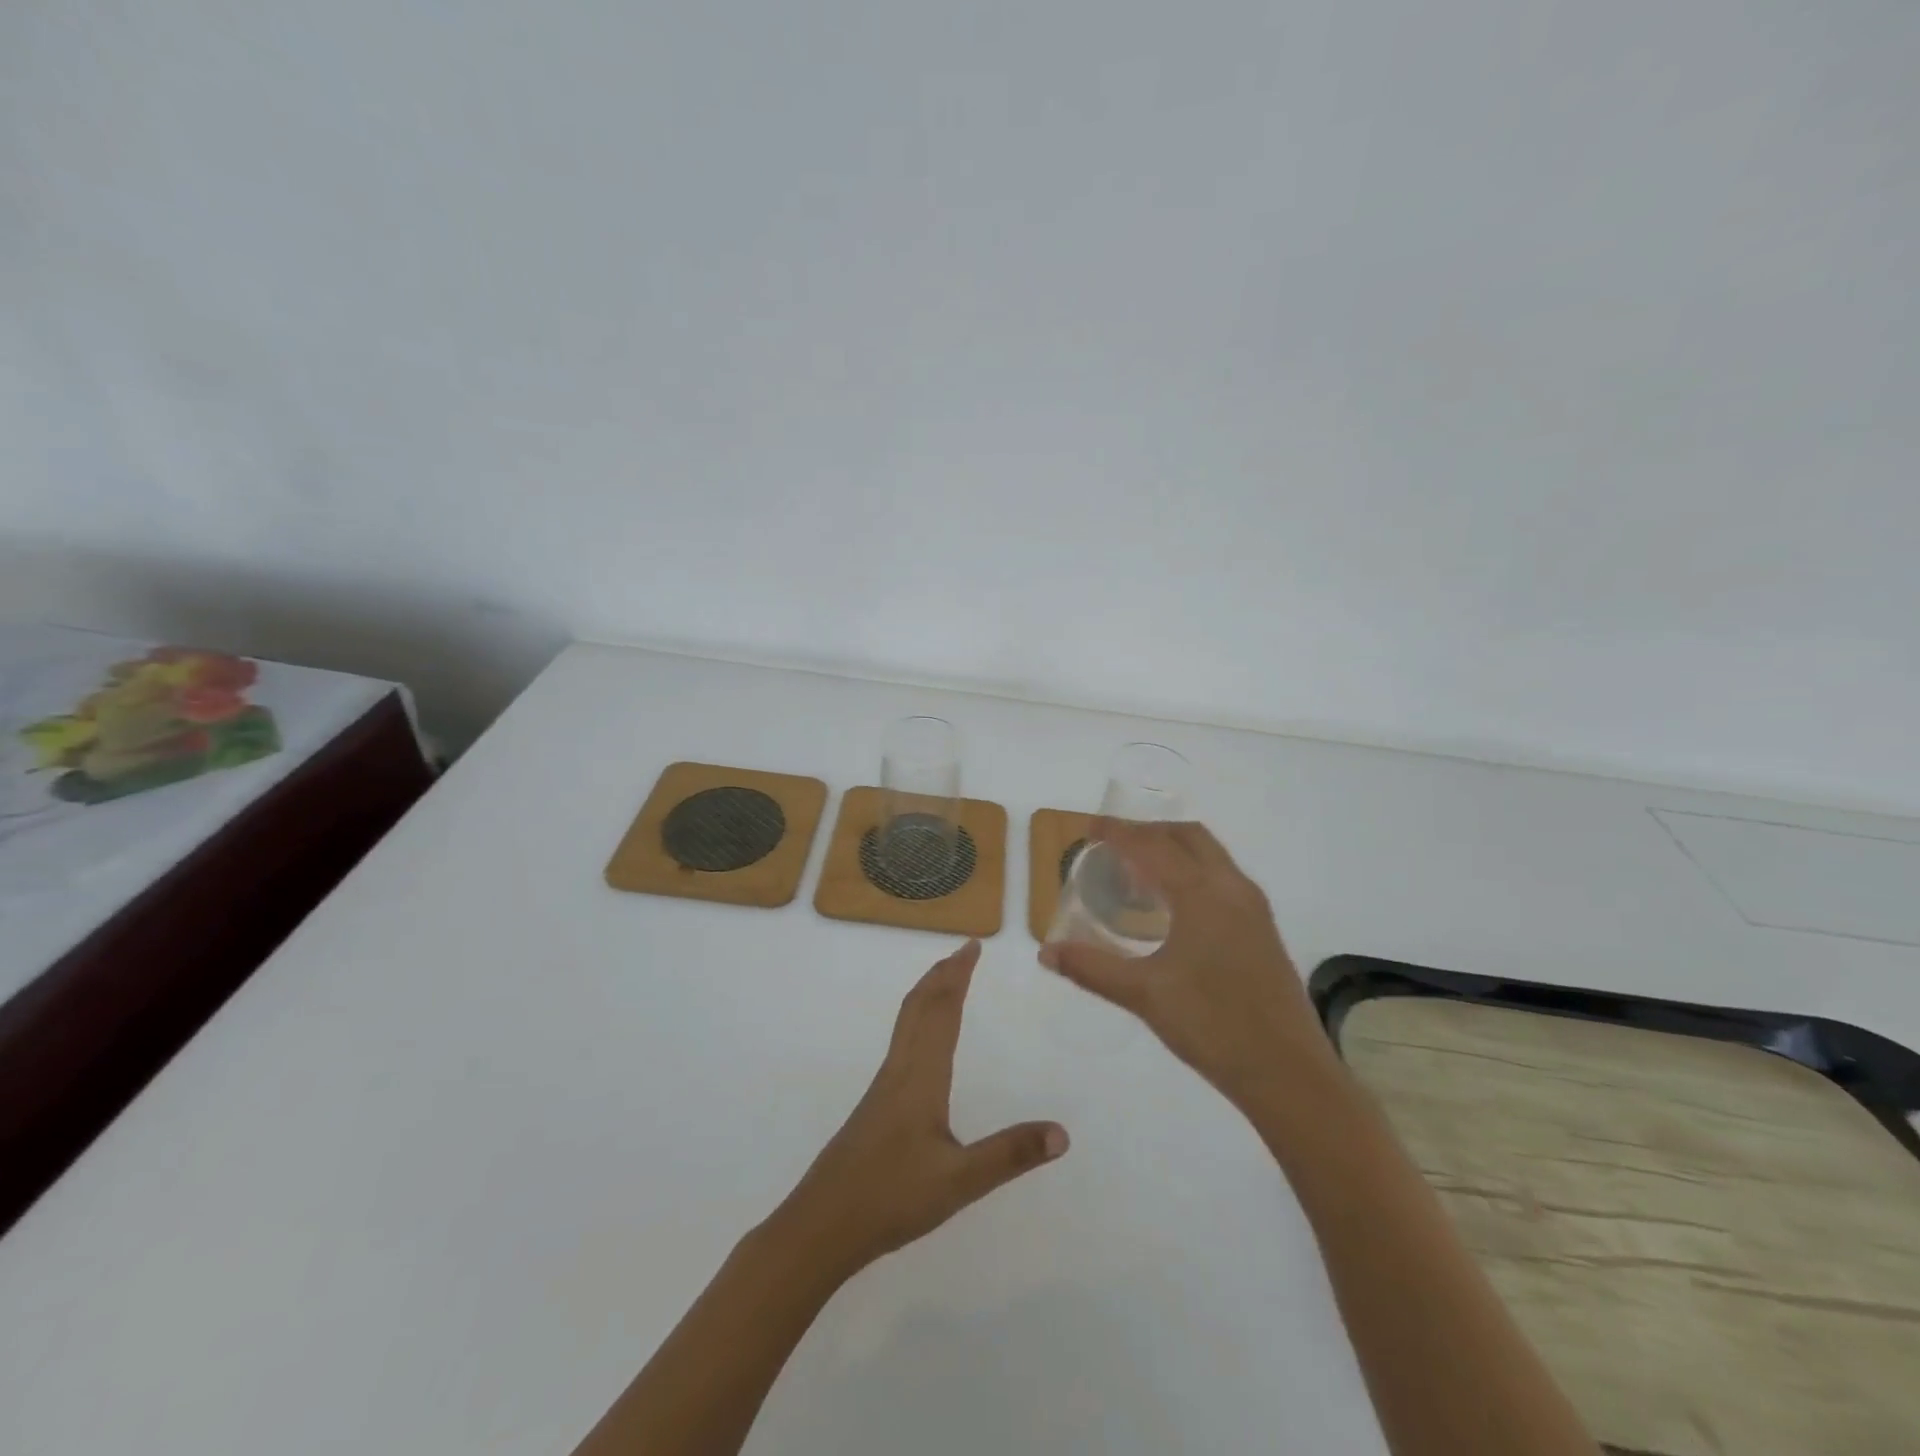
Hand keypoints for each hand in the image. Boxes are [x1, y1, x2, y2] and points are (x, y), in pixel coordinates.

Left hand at [772, 940, 1068, 1278]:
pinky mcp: (875, 1105)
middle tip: (964, 950)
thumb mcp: (960, 1181)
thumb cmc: (891, 1197)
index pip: (942, 1011)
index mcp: (921, 1076)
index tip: (973, 946)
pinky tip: (922, 1044)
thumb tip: (1063, 1133)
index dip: (958, 976)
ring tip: (946, 981)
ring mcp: (883, 1087)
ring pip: (906, 1023)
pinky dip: (917, 1019)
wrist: (822, 1224)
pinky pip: (901, 1042)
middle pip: (920, 1006)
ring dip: (928, 993)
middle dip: (942, 974)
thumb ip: (1010, 1155)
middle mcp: (900, 1069)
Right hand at [1040, 820, 1339, 1112]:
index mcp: (1202, 894)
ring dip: (1173, 849)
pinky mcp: (1262, 929)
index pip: (1152, 846)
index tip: (1090, 827)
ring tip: (1139, 872)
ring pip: (1210, 855)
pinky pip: (1222, 877)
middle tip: (1114, 845)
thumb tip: (1046, 953)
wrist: (1289, 1073)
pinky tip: (1173, 906)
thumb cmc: (1213, 1025)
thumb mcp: (1144, 995)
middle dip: (1149, 831)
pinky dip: (1192, 870)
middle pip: (1187, 836)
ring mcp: (1252, 908)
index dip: (1118, 832)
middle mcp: (1231, 888)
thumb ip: (1092, 968)